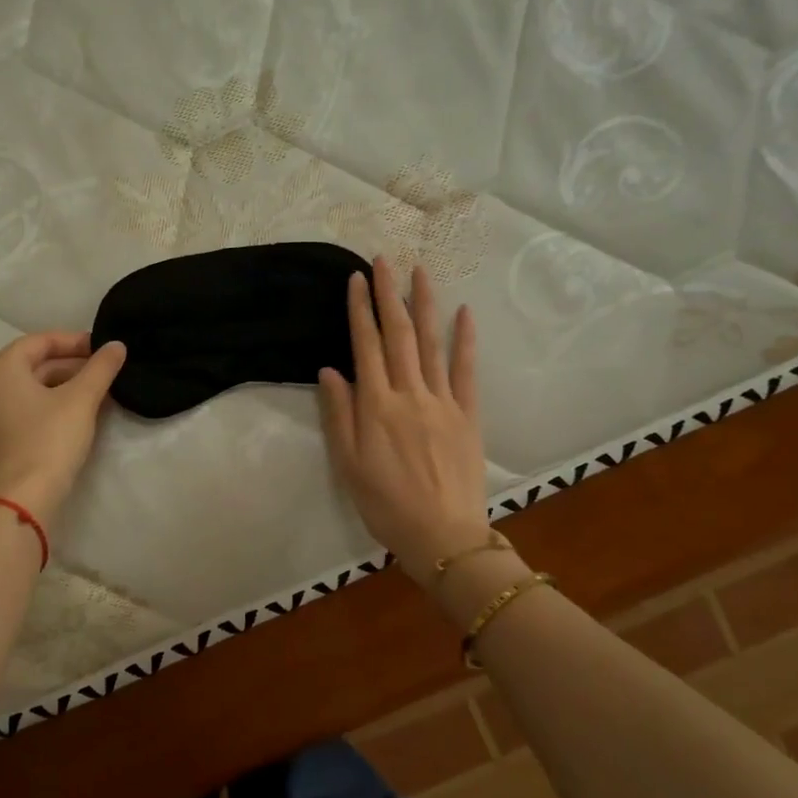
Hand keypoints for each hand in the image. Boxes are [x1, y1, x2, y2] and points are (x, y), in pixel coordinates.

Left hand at [0, 331, 126, 525]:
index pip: (40, 342)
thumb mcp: (81, 399)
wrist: (25, 496)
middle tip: (103, 370)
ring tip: (95, 390)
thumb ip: (101, 367)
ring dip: (61, 384)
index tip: (102, 347)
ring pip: (28, 386)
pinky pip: (21, 406)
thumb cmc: (50, 439)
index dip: (74, 341)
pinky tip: (75, 410)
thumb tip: (117, 345)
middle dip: (70, 365)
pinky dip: (47, 403)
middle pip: (32, 364)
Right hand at [318, 258, 497, 584]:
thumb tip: (330, 370)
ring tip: (420, 272)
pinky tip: (464, 313)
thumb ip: (339, 415)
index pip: (366, 346)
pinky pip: (466, 371)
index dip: (360, 310)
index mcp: (376, 406)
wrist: (442, 536)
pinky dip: (465, 340)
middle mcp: (409, 394)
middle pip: (398, 335)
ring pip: (431, 344)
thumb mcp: (348, 465)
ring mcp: (443, 402)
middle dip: (389, 295)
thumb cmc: (385, 504)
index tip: (357, 279)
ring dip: (425, 305)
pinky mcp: (467, 415)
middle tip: (384, 261)